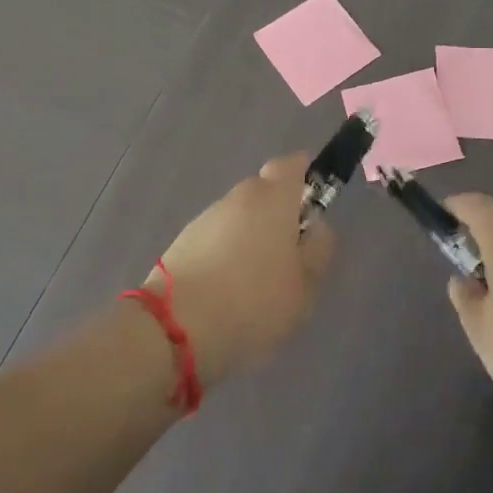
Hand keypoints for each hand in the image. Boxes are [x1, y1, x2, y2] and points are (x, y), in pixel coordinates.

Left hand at [150, 154, 335, 388]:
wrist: (175, 328)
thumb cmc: (253, 302)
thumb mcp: (304, 286)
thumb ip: (318, 249)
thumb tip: (316, 226)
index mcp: (274, 197)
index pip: (293, 164)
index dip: (305, 177)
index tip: (312, 206)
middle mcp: (239, 196)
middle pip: (265, 190)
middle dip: (278, 213)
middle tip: (289, 255)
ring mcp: (207, 217)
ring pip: (239, 215)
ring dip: (251, 235)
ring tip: (256, 280)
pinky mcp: (183, 240)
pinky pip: (217, 237)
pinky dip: (226, 252)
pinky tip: (228, 289)